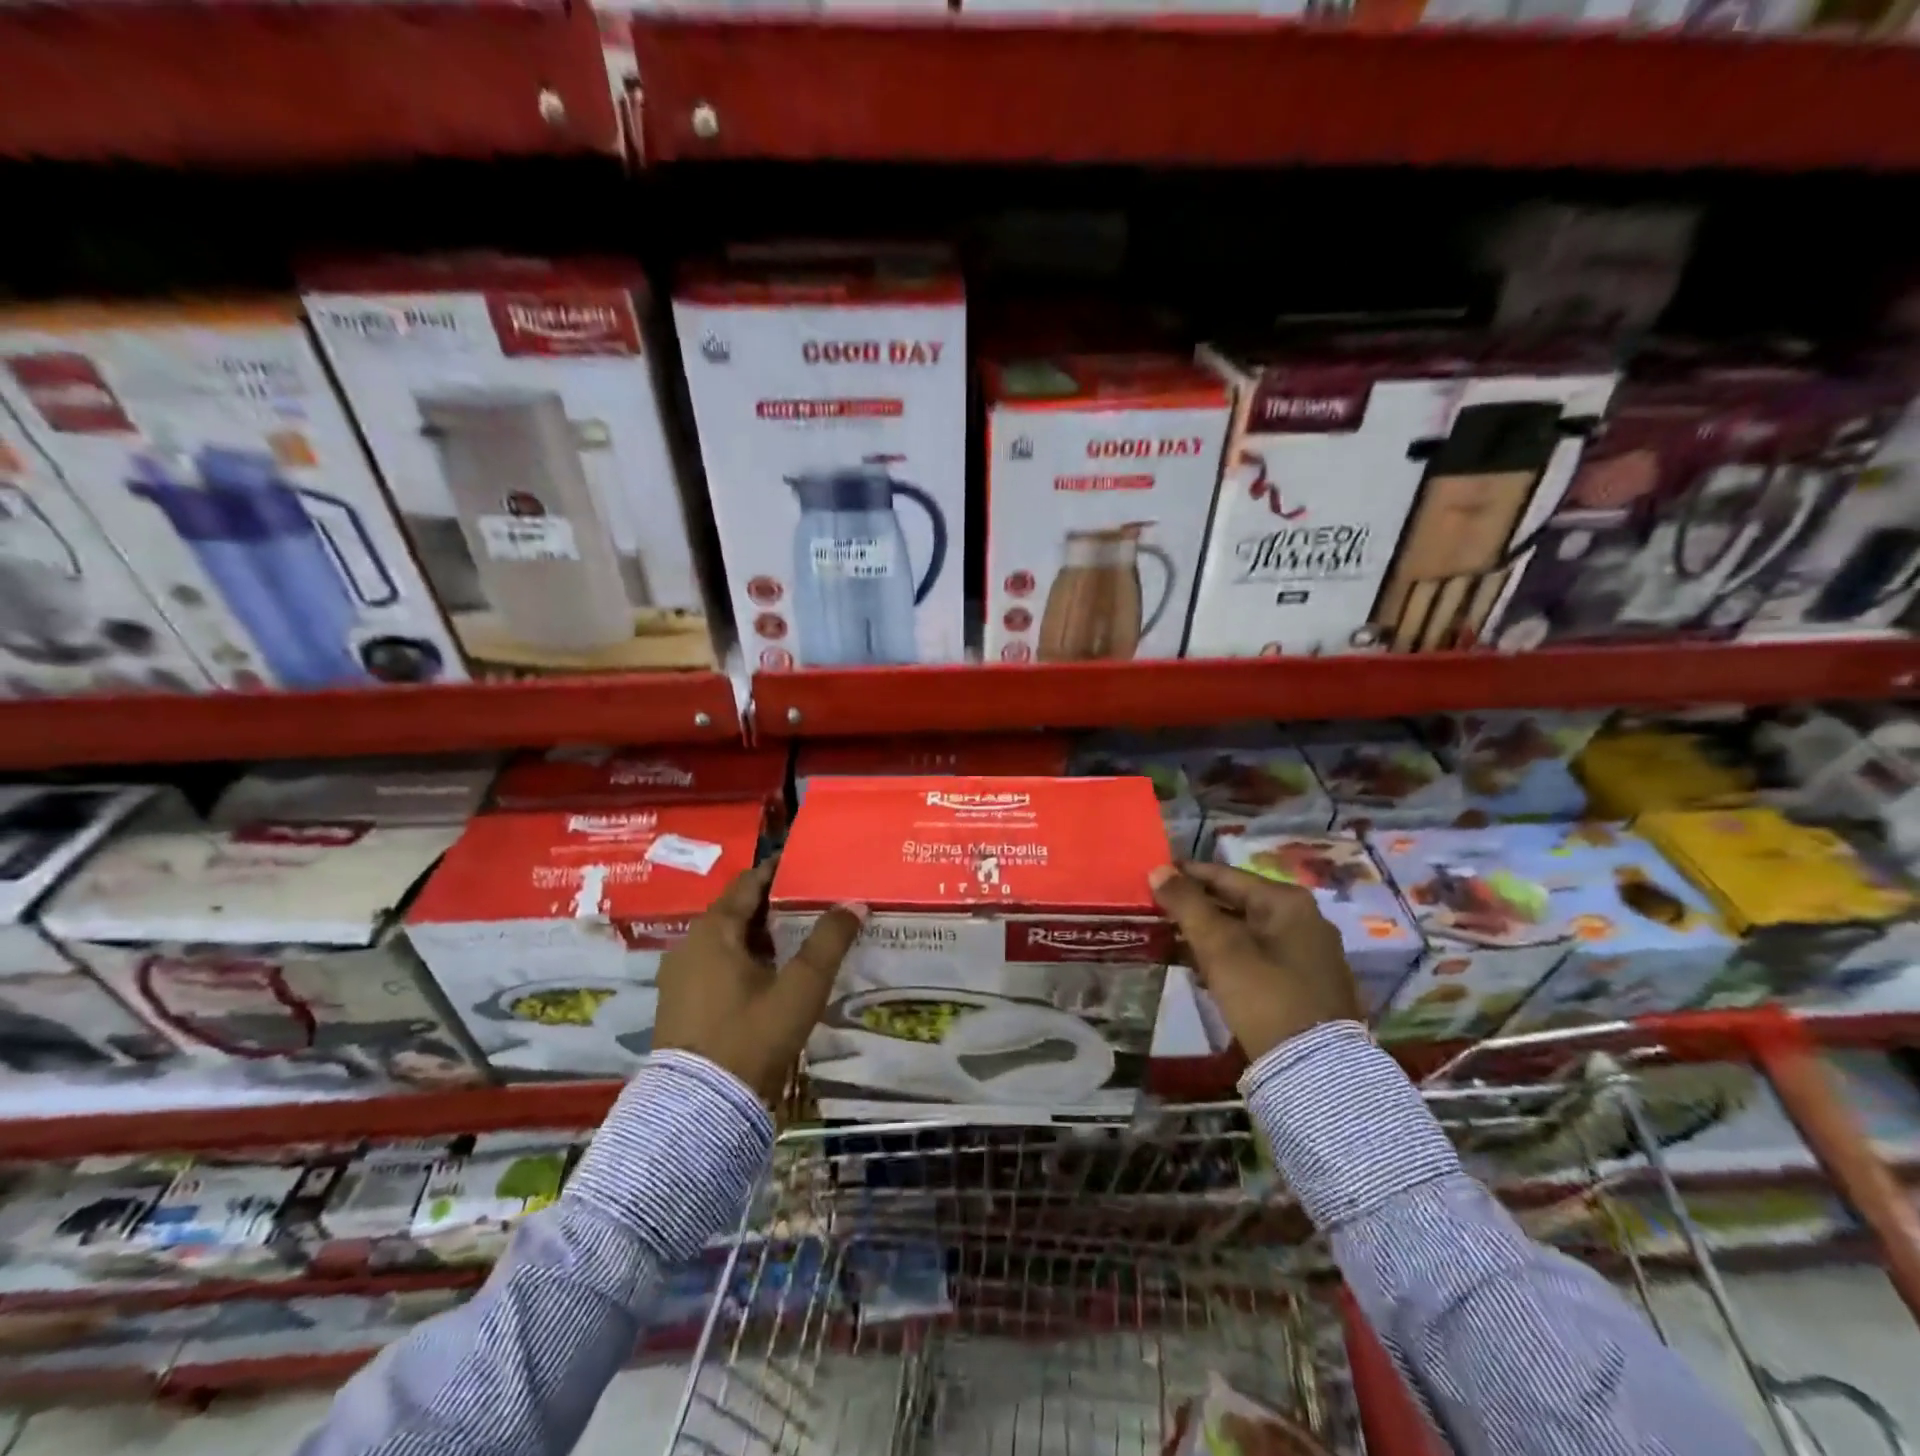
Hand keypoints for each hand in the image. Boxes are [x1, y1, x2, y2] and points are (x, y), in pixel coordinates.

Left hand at [653, 860, 865, 1099]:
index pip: (749, 883)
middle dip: (776, 905)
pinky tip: (774, 975)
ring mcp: (681, 976)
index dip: (779, 872)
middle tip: (816, 902)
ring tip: (802, 937)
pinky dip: (746, 960)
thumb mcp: (800, 988)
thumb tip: (854, 903)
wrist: (699, 1110)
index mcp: (713, 930)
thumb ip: (829, 942)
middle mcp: (690, 944)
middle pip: (738, 911)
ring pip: (728, 940)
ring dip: (762, 935)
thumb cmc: (751, 1036)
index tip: (810, 867)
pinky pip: (718, 965)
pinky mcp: (681, 1004)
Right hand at [1148, 861, 1361, 1059]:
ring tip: (1173, 938)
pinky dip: (1231, 955)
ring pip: (1247, 930)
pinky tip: (1204, 968)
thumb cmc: (1263, 995)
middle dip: (1198, 906)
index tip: (1154, 877)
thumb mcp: (1219, 947)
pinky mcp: (1308, 982)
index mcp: (1287, 901)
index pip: (1225, 875)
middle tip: (1158, 910)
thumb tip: (1158, 869)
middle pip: (1238, 901)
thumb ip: (1187, 904)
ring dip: (1211, 933)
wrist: (1315, 1069)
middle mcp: (1305, 918)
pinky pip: (1260, 954)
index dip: (1186, 875)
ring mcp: (1310, 952)